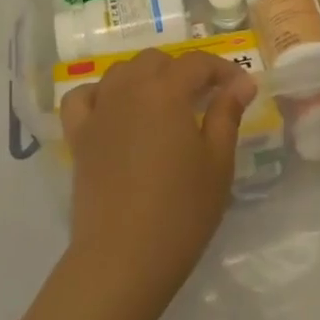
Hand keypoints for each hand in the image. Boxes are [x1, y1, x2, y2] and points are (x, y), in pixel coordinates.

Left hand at [59, 48, 256, 314]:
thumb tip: (241, 83)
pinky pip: (83, 97)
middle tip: (204, 100)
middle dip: (183, 71)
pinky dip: (100, 94)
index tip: (241, 88)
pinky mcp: (78, 136)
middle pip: (157, 61)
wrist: (122, 259)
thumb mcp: (218, 163)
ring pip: (121, 72)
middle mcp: (129, 89)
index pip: (197, 63)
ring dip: (146, 77)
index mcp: (166, 92)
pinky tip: (114, 111)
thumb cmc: (181, 212)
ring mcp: (99, 111)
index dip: (223, 70)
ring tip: (164, 105)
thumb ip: (227, 114)